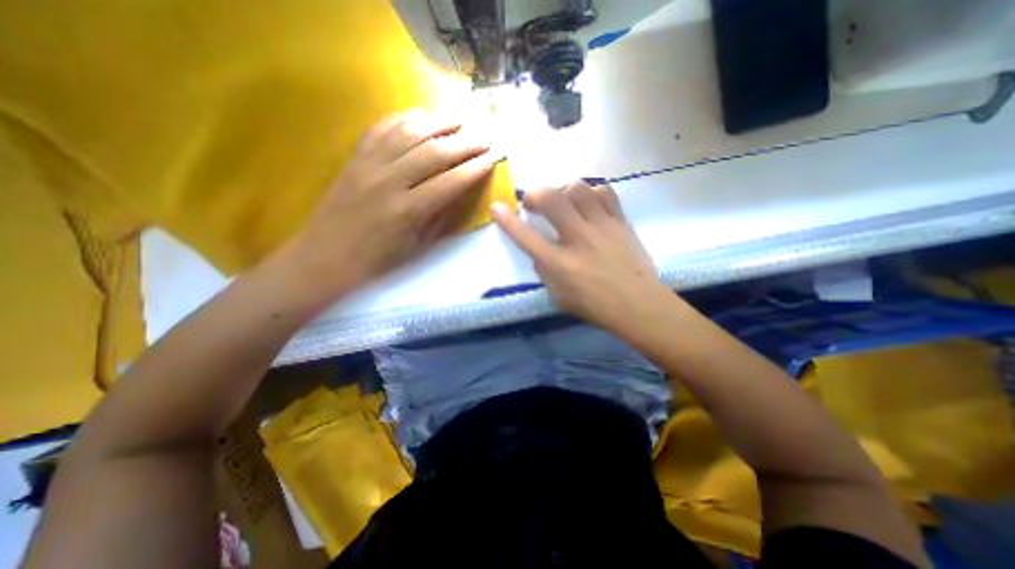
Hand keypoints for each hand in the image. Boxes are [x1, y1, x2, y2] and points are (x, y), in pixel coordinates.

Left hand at [283, 108, 497, 302]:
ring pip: (408, 133)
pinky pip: (379, 129)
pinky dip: (401, 118)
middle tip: (484, 137)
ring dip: (437, 123)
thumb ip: (441, 218)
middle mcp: (389, 182)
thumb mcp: (418, 247)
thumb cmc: (378, 259)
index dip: (474, 169)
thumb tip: (461, 192)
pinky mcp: (354, 158)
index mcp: (408, 211)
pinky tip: (419, 115)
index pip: (450, 182)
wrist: (327, 255)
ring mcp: (368, 165)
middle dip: (464, 143)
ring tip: (459, 119)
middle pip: (434, 153)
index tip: (492, 159)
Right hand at [491, 181, 671, 333]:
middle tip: (533, 201)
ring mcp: (601, 227)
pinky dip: (591, 193)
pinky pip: (604, 192)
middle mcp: (578, 239)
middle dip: (535, 194)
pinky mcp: (620, 221)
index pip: (526, 237)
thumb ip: (544, 272)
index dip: (507, 220)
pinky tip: (589, 203)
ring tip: (563, 201)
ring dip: (563, 190)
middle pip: (551, 199)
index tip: (497, 207)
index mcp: (559, 264)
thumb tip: (539, 251)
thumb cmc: (595, 305)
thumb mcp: (558, 297)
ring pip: (578, 188)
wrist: (638, 304)